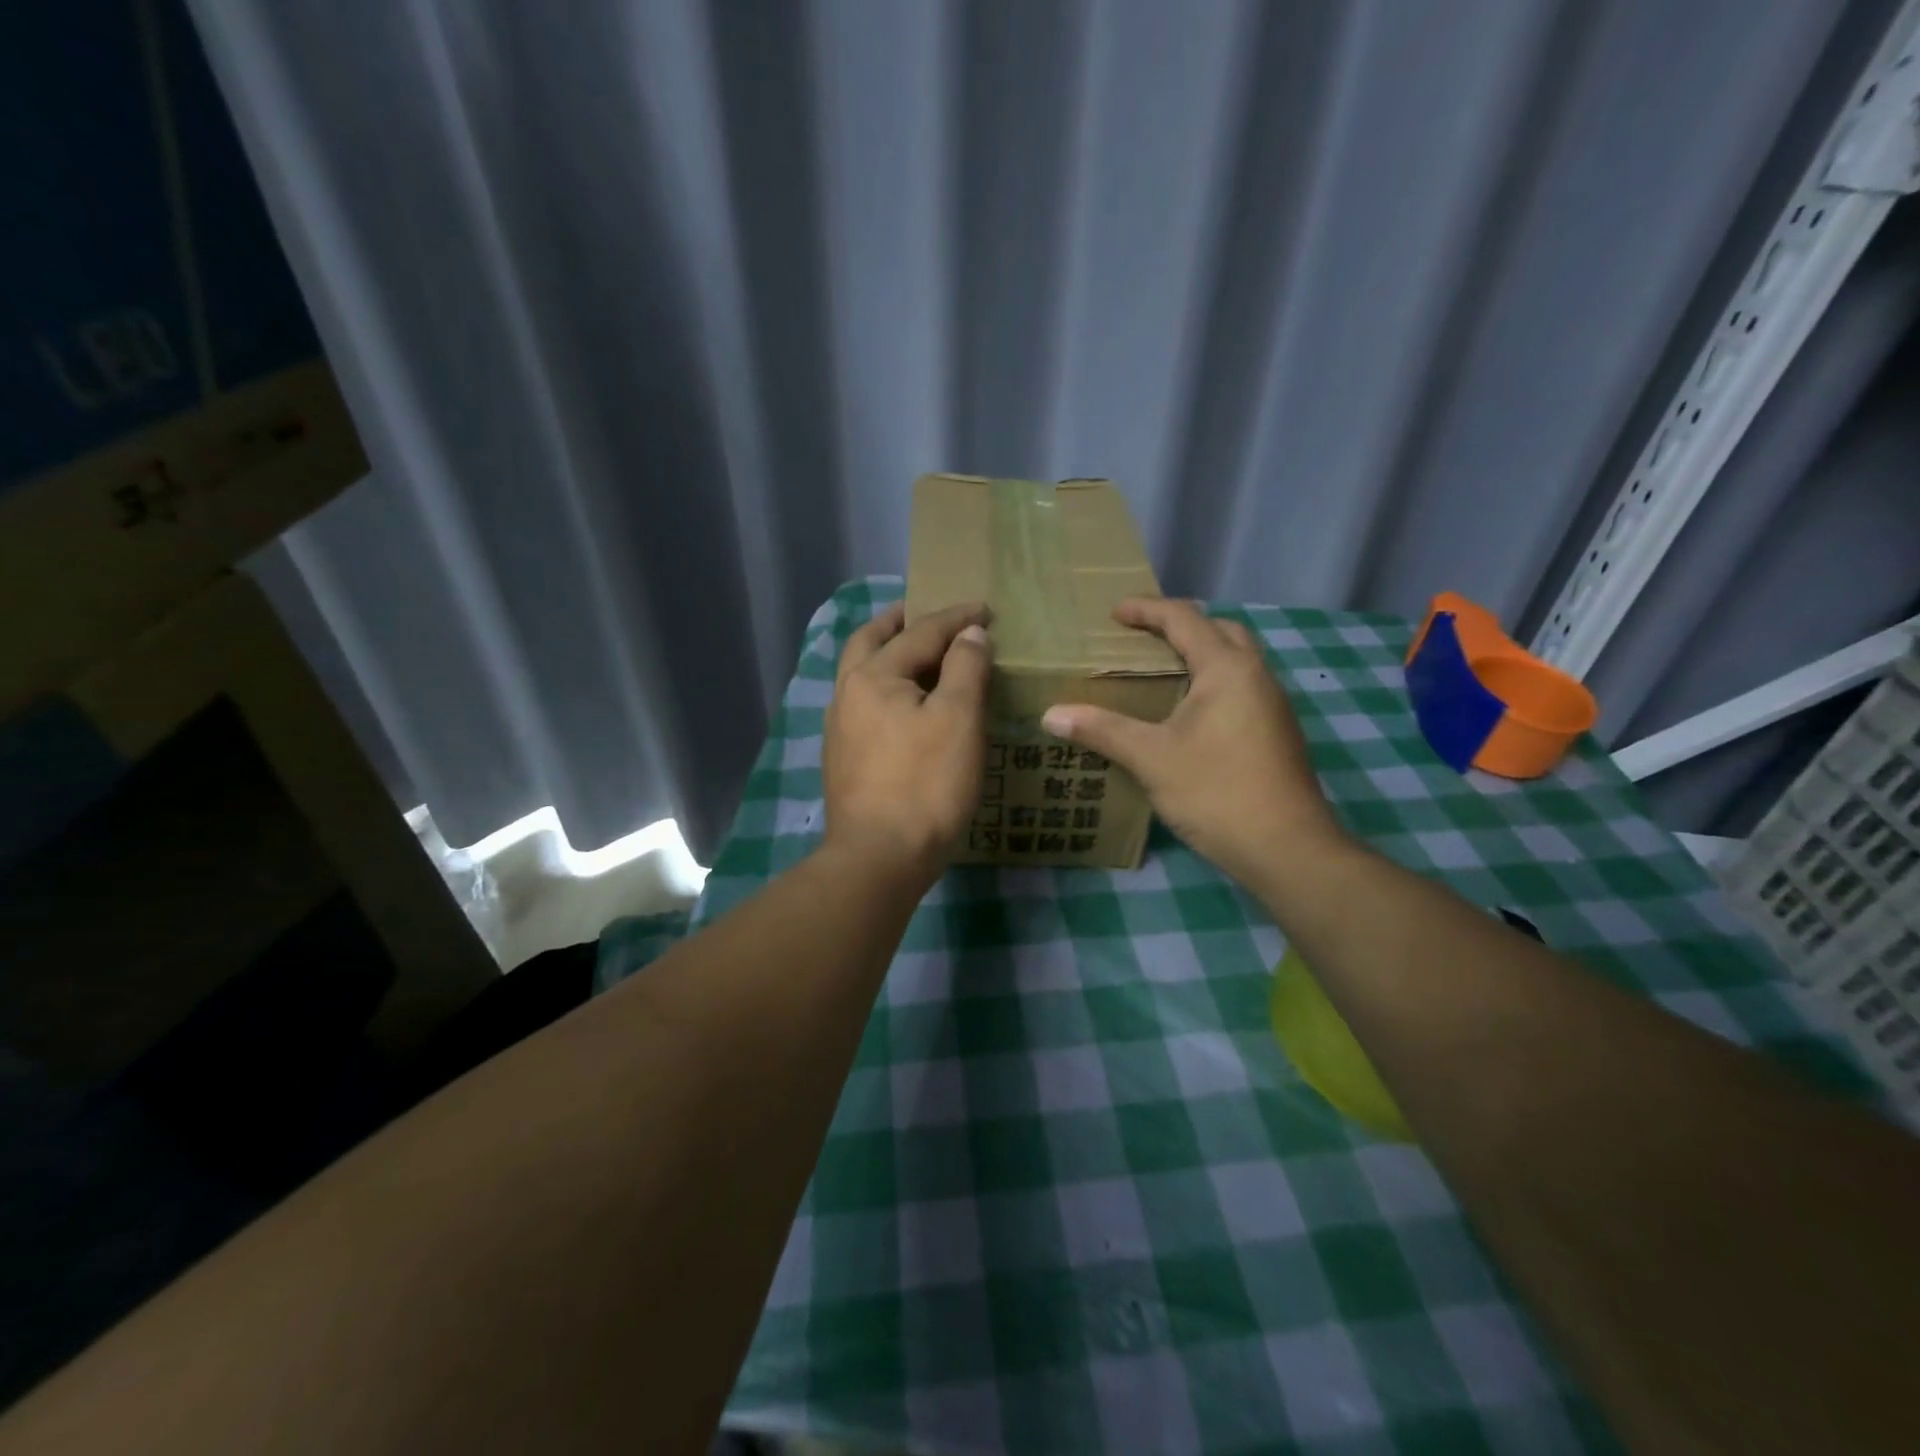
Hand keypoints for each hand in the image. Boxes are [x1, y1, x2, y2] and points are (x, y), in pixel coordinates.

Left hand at [823, 601, 993, 885]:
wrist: (879, 857)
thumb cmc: (926, 784)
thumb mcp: (958, 719)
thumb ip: (965, 667)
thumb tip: (970, 634)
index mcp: (873, 675)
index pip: (920, 632)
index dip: (956, 618)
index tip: (985, 609)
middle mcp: (847, 693)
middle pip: (870, 641)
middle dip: (899, 622)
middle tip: (926, 613)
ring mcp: (840, 728)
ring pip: (861, 673)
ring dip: (887, 653)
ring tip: (917, 654)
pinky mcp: (843, 758)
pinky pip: (864, 703)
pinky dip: (884, 686)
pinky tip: (903, 704)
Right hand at [1041, 598, 1348, 888]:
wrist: (1286, 848)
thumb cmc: (1216, 791)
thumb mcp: (1151, 758)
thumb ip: (1102, 730)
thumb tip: (1050, 715)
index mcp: (1228, 668)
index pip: (1184, 618)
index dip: (1147, 609)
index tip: (1114, 612)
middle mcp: (1256, 676)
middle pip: (1220, 630)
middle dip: (1180, 626)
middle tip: (1141, 640)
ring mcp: (1272, 706)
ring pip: (1236, 661)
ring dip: (1200, 655)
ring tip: (1159, 673)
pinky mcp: (1276, 733)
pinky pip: (1241, 688)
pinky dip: (1212, 683)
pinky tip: (1187, 715)